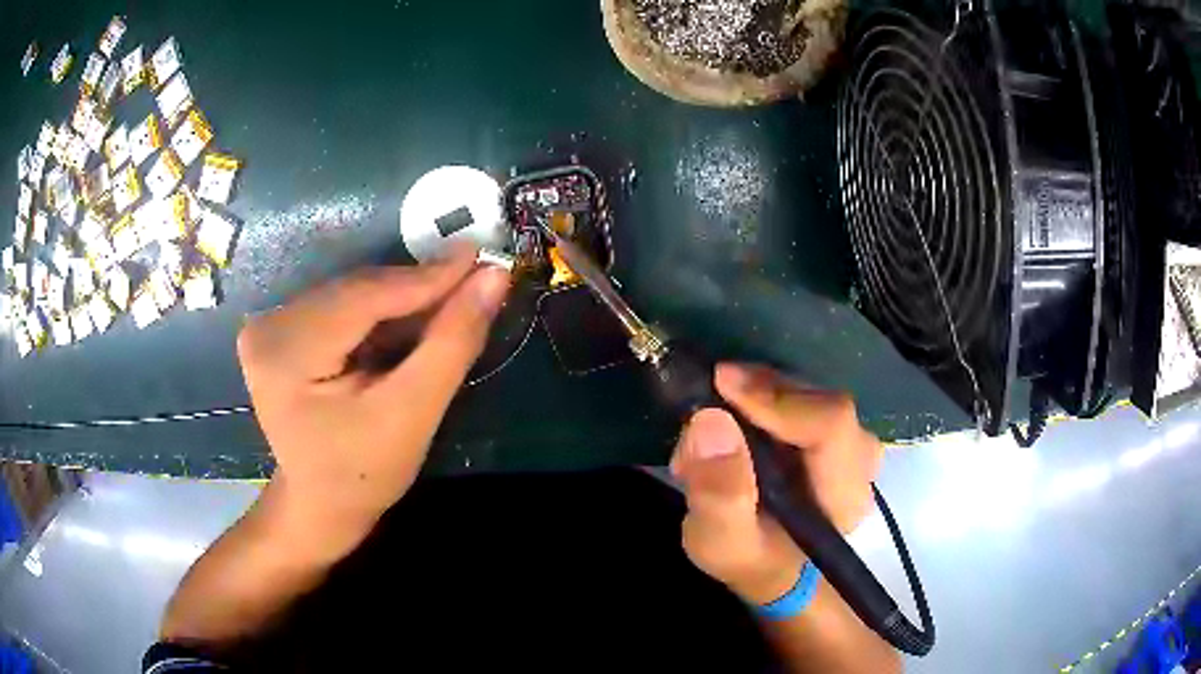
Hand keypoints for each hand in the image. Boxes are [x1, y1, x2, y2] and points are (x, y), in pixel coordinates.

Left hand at [236, 247, 510, 549]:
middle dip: (418, 288)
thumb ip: (451, 343)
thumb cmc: (364, 473)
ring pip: (353, 293)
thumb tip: (493, 277)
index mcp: (285, 353)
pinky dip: (382, 310)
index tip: (482, 257)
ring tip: (451, 298)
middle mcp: (268, 326)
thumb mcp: (413, 414)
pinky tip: (414, 316)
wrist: (321, 502)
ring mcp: (270, 325)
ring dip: (403, 297)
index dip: (426, 277)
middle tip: (475, 278)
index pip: (363, 297)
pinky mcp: (280, 328)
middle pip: (356, 291)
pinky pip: (342, 304)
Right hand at [669, 364, 883, 604]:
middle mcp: (860, 460)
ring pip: (812, 393)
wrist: (773, 567)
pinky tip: (735, 412)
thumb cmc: (750, 559)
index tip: (722, 383)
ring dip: (759, 393)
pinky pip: (804, 395)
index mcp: (844, 494)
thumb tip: (710, 421)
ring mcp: (852, 442)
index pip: (831, 424)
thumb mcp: (719, 543)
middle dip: (762, 392)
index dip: (778, 399)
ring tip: (714, 413)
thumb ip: (718, 493)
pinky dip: (764, 395)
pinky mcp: (836, 431)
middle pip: (821, 402)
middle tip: (709, 394)